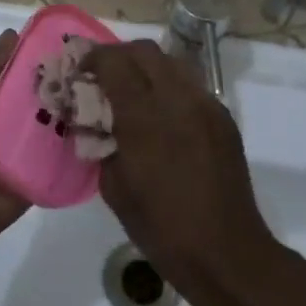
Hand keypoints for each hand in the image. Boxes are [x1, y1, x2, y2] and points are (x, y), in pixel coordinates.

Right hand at [80, 40, 277, 301]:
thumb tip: (95, 122)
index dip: (93, 58)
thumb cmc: (161, 228)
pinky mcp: (224, 118)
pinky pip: (191, 85)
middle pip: (145, 51)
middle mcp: (178, 99)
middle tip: (102, 76)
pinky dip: (169, 86)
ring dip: (146, 67)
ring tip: (132, 91)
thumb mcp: (114, 188)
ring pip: (172, 62)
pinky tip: (162, 114)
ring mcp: (206, 105)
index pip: (114, 62)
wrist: (226, 253)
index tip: (79, 70)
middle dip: (119, 55)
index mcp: (144, 117)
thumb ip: (101, 143)